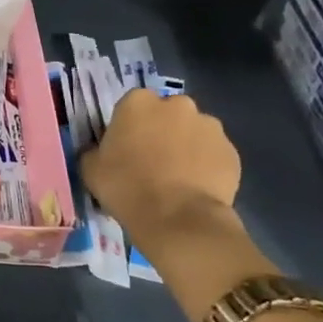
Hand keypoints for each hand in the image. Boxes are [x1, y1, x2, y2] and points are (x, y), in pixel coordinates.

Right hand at [80, 89, 241, 250]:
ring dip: (186, 146)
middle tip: (152, 161)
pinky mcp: (232, 152)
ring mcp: (209, 127)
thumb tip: (99, 151)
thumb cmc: (126, 187)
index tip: (125, 148)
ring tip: (178, 177)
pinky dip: (206, 165)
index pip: (131, 106)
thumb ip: (94, 151)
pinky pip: (214, 154)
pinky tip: (196, 187)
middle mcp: (177, 105)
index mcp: (138, 102)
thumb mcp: (90, 168)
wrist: (178, 219)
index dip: (129, 127)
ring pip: (193, 132)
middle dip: (162, 131)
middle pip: (167, 114)